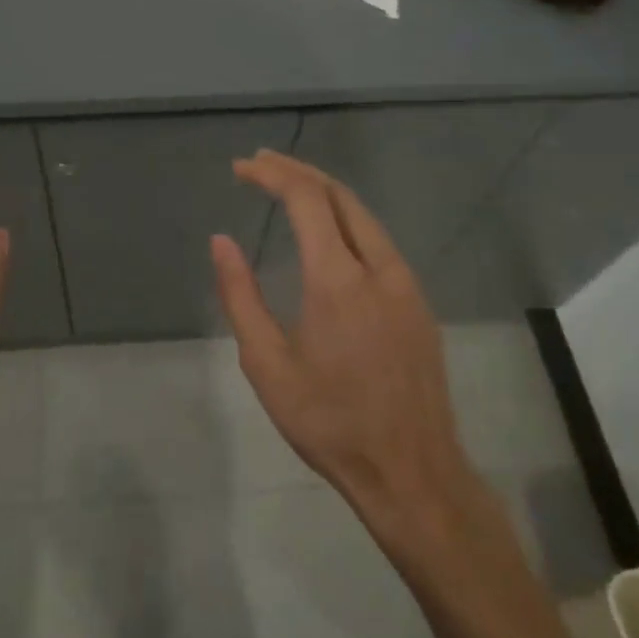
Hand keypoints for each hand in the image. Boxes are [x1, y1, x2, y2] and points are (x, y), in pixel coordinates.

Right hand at [211, 150, 476, 532]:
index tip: (241, 167)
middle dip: (297, 171)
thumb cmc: (329, 422)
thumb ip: (240, 296)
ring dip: (324, 192)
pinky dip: (347, 218)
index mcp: (338, 279)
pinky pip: (379, 240)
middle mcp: (378, 267)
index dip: (272, 174)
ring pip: (364, 214)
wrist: (412, 473)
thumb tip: (220, 242)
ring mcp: (406, 283)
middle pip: (338, 194)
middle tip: (260, 164)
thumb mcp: (267, 365)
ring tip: (287, 187)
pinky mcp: (418, 302)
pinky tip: (328, 232)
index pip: (306, 199)